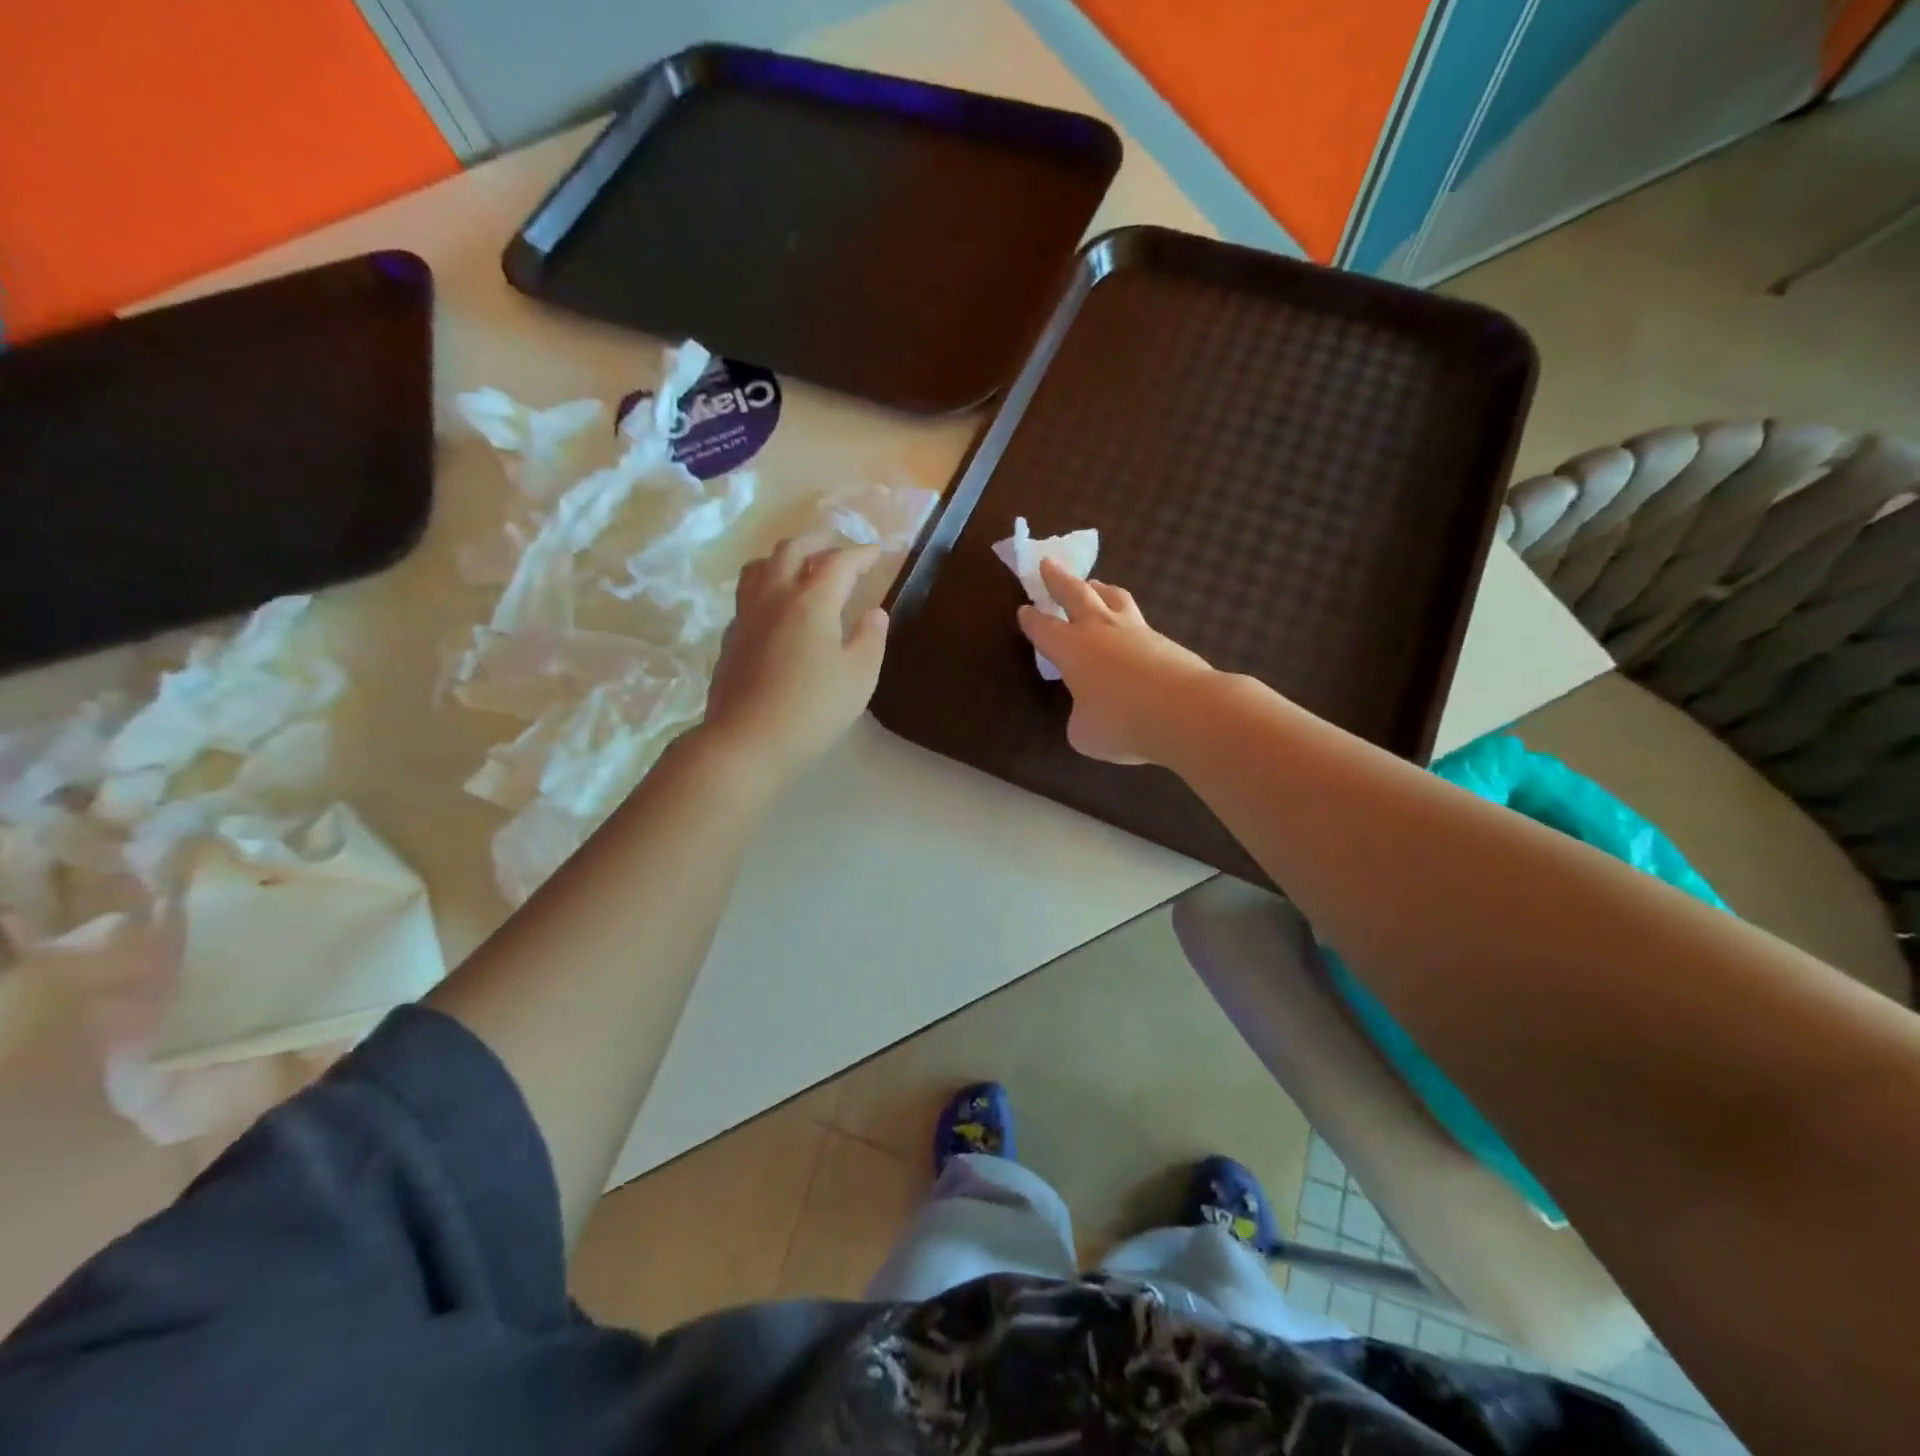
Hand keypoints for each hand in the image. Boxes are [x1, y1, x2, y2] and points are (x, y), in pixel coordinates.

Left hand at [701, 539, 888, 780]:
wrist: (746, 740)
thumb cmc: (813, 709)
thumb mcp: (859, 677)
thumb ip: (870, 639)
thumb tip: (875, 613)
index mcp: (811, 602)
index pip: (839, 563)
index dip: (861, 553)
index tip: (877, 552)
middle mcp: (775, 597)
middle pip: (791, 549)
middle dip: (818, 540)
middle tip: (836, 544)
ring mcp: (746, 615)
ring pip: (760, 566)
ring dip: (784, 556)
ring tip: (800, 565)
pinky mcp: (730, 637)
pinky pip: (748, 594)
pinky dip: (766, 585)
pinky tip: (776, 607)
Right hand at [1018, 558, 1216, 764]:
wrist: (1187, 710)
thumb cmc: (1123, 722)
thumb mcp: (1084, 733)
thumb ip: (1080, 717)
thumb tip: (1089, 711)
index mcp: (1071, 649)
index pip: (1043, 628)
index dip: (1031, 620)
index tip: (1024, 609)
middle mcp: (1100, 630)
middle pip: (1075, 593)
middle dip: (1058, 579)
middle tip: (1048, 564)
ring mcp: (1136, 630)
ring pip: (1112, 597)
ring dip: (1097, 587)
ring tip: (1093, 584)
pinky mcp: (1165, 640)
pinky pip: (1138, 621)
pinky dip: (1127, 618)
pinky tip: (1129, 630)